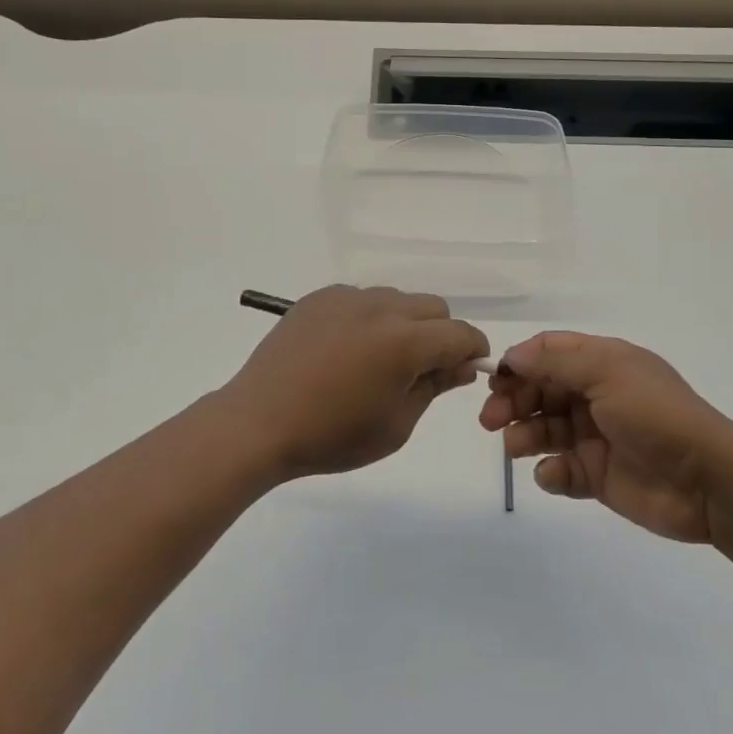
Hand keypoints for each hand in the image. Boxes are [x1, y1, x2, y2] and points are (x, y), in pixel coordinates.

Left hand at [223, 286, 489, 480]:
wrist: (259, 422)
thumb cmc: (332, 436)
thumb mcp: (396, 425)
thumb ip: (434, 387)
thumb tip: (460, 365)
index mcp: (405, 342)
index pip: (460, 333)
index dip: (473, 351)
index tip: (466, 369)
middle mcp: (381, 308)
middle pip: (433, 308)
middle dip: (440, 335)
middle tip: (420, 370)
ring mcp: (347, 297)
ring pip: (397, 299)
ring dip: (404, 323)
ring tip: (378, 359)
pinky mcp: (319, 297)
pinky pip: (361, 298)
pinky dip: (368, 318)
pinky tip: (345, 349)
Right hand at [479, 332, 732, 543]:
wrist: (708, 482)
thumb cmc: (656, 416)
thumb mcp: (608, 373)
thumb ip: (556, 361)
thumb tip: (513, 355)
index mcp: (602, 364)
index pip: (548, 354)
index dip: (519, 363)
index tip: (494, 379)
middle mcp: (595, 396)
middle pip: (539, 391)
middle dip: (512, 402)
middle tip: (490, 420)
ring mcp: (595, 437)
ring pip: (544, 430)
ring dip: (523, 435)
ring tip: (516, 447)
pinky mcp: (597, 475)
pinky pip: (560, 469)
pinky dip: (550, 471)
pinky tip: (554, 474)